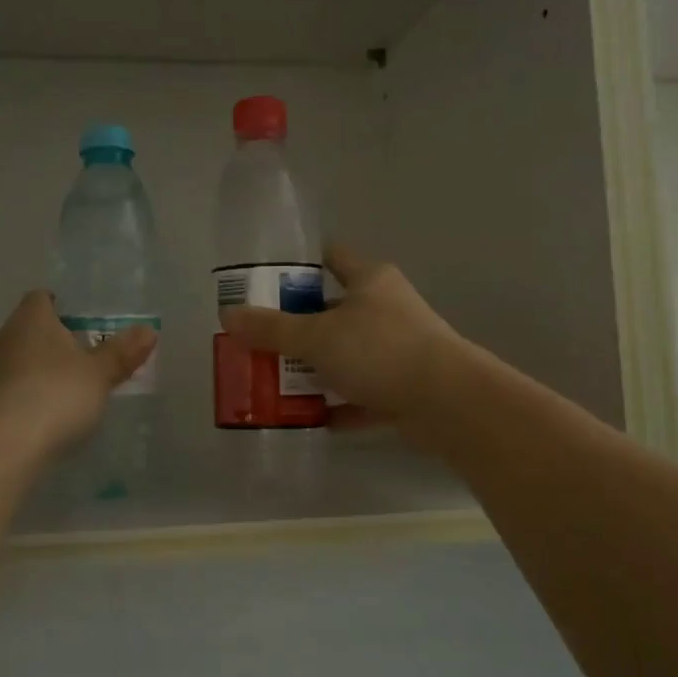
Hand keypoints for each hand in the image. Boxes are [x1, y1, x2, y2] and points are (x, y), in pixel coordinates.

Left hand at [0, 291, 156, 458]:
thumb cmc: (55, 397)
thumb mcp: (99, 375)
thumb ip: (121, 353)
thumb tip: (148, 330)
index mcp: (30, 320)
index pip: (40, 299)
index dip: (59, 308)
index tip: (77, 325)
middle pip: (24, 332)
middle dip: (46, 345)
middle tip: (75, 366)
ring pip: (8, 364)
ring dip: (28, 375)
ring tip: (55, 399)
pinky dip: (14, 403)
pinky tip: (32, 424)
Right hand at [219, 246, 467, 430]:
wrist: (448, 403)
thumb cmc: (379, 351)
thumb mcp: (316, 337)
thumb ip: (272, 328)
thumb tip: (228, 315)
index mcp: (369, 280)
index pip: (330, 258)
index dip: (298, 266)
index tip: (265, 283)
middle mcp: (386, 308)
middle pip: (332, 311)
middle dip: (297, 327)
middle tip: (260, 340)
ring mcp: (398, 348)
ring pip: (347, 354)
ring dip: (317, 369)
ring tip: (275, 382)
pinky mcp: (405, 386)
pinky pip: (363, 393)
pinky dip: (341, 404)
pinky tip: (311, 418)